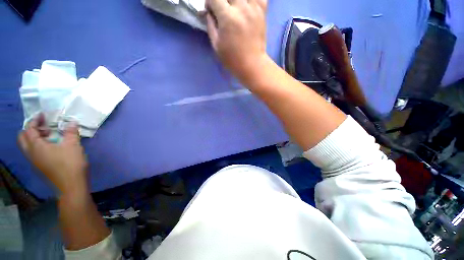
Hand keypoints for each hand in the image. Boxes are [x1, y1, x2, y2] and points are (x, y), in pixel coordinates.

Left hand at [18, 114, 87, 195]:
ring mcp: (35, 161)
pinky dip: (38, 145)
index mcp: (36, 147)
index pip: (29, 129)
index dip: (35, 120)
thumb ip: (71, 132)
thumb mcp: (73, 146)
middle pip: (23, 138)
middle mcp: (31, 153)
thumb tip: (72, 122)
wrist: (71, 186)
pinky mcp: (40, 167)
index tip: (44, 115)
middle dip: (31, 129)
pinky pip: (34, 152)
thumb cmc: (70, 164)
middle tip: (44, 126)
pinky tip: (52, 146)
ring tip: (49, 135)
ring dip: (35, 137)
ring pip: (28, 146)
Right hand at [206, 0, 267, 78]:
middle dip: (223, 0)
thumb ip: (210, 26)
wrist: (252, 64)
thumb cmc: (232, 59)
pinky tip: (248, 5)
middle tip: (223, 10)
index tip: (210, 10)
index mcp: (227, 17)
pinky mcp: (262, 12)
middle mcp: (241, 8)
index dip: (210, 2)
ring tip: (235, 8)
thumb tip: (208, 13)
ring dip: (237, 0)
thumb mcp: (216, 46)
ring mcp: (254, 9)